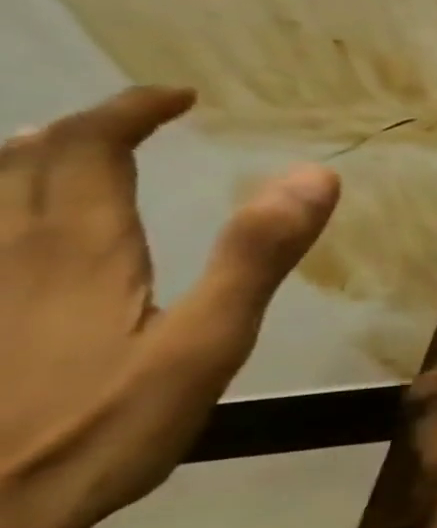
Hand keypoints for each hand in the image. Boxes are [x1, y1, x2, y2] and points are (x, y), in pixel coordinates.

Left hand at [0, 86, 338, 527]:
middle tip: (129, 125)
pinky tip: (19, 237)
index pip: (88, 148)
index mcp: (77, 250)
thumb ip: (256, 256)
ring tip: (63, 159)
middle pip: (20, 162)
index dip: (130, 111)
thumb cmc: (100, 428)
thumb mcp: (205, 344)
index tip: (178, 98)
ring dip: (22, 162)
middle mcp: (7, 252)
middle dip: (76, 130)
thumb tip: (314, 173)